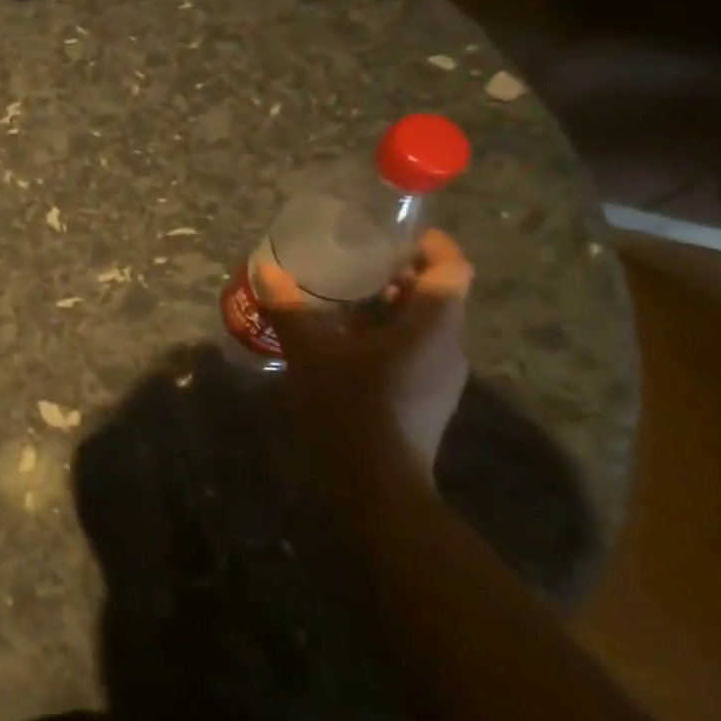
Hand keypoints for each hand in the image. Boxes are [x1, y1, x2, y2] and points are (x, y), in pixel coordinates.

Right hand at [255, 228, 473, 473]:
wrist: (374, 486)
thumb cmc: (348, 408)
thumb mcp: (310, 353)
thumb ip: (290, 309)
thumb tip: (267, 270)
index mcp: (431, 326)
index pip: (453, 269)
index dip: (432, 245)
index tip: (397, 235)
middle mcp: (448, 347)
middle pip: (440, 295)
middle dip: (402, 274)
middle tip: (357, 263)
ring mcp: (443, 377)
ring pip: (428, 325)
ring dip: (394, 306)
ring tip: (347, 299)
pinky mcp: (429, 399)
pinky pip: (419, 350)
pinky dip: (392, 334)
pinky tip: (350, 343)